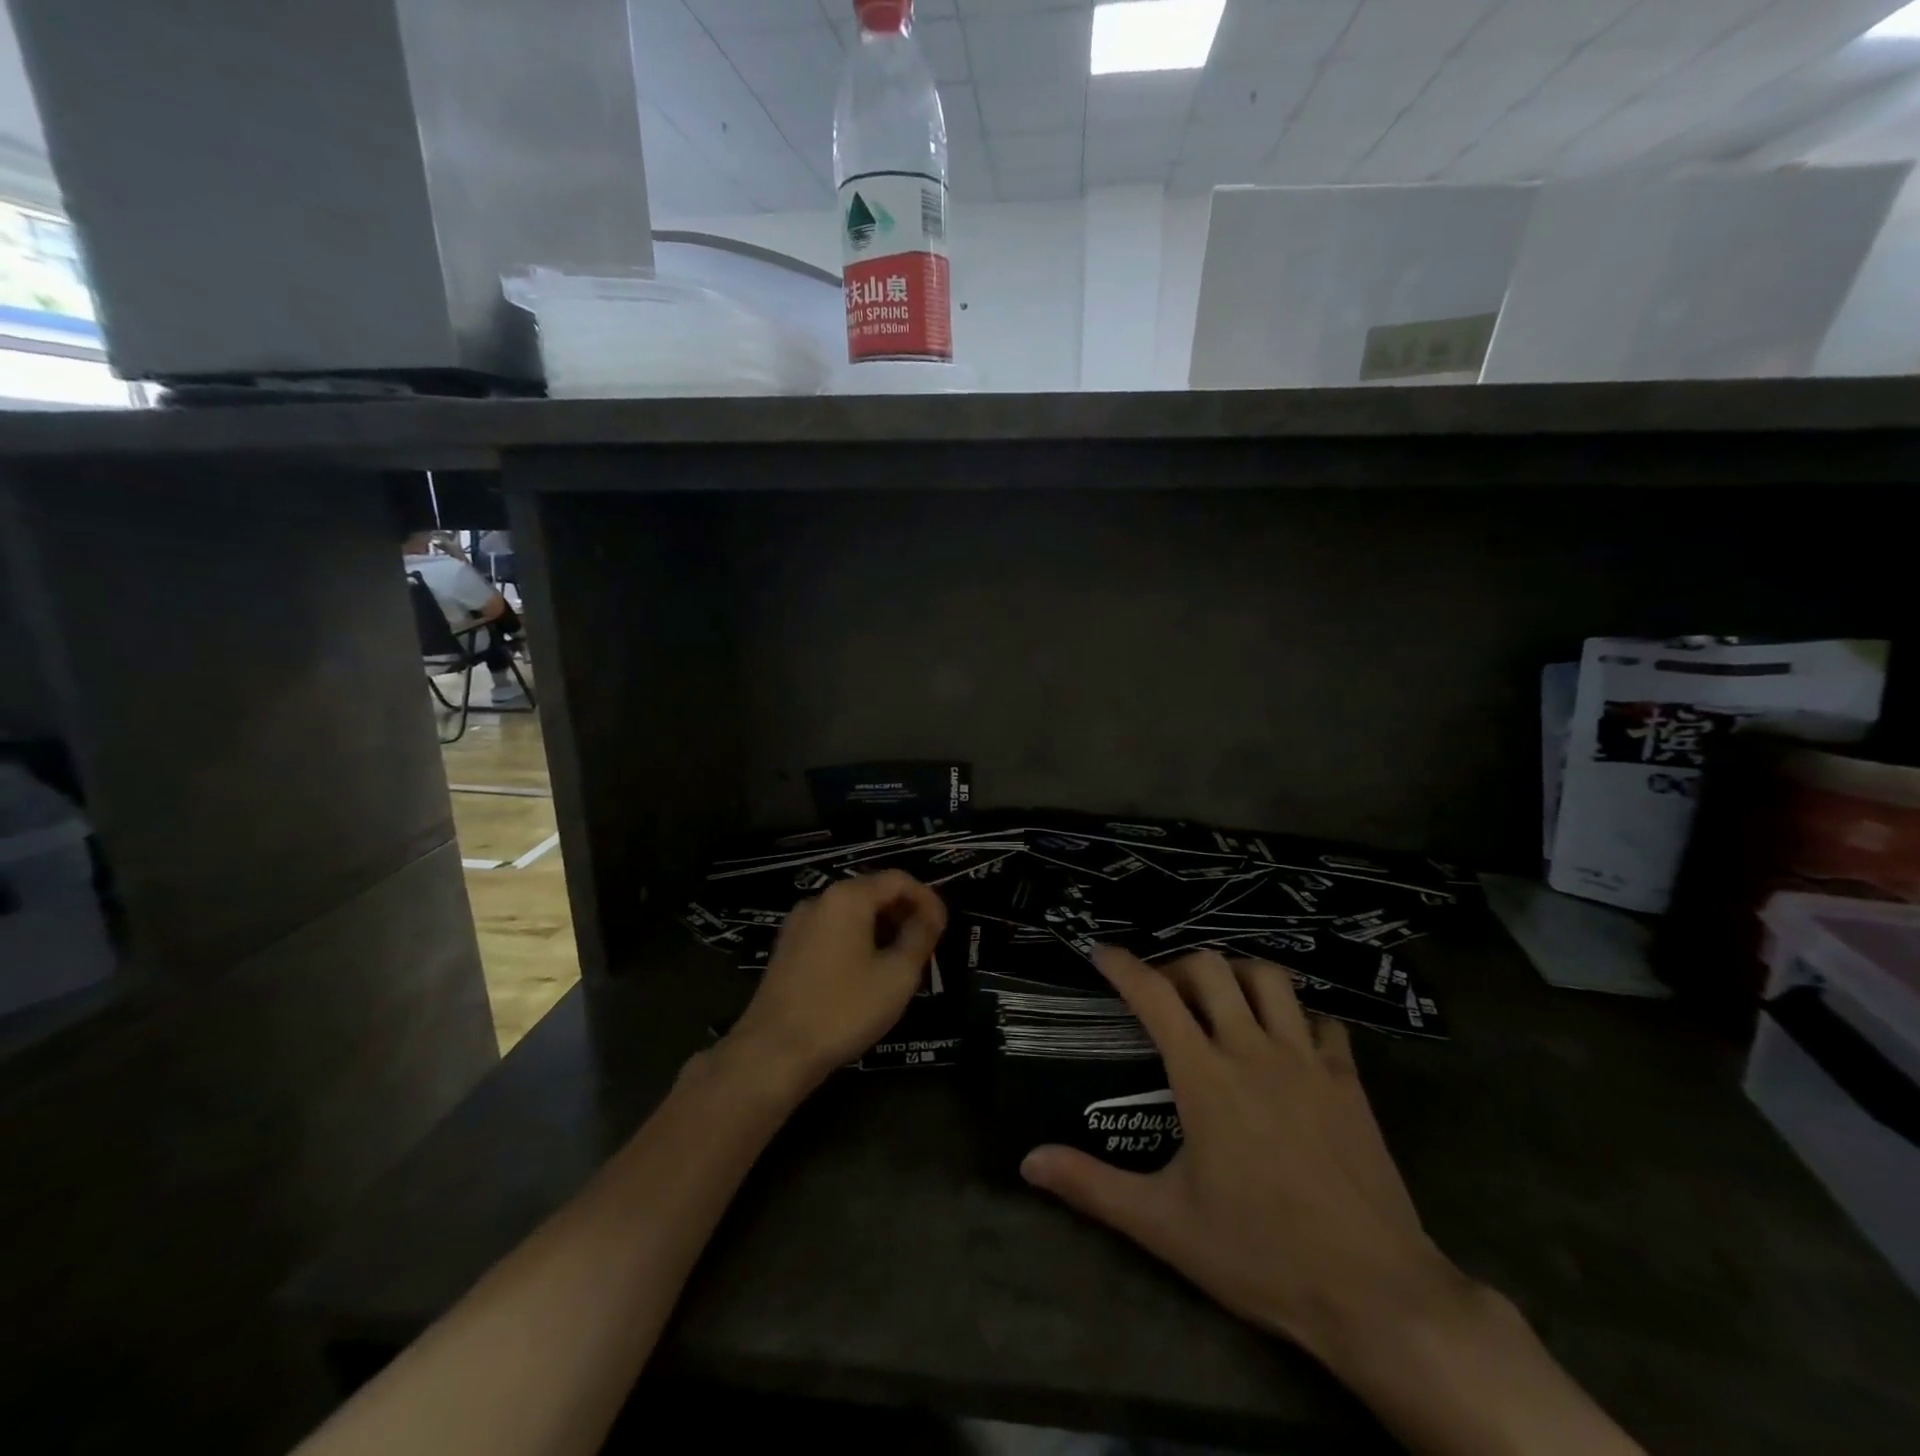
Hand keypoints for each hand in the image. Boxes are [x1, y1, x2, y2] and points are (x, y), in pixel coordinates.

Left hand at [724, 871, 947, 1092]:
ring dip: (882, 928)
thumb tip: (931, 916)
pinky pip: (833, 930)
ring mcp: (799, 924)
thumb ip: (920, 937)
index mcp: (848, 897)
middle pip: (873, 891)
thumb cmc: (844, 1010)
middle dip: (904, 912)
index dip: (927, 899)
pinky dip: (858, 940)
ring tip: (902, 960)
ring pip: (852, 912)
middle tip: (926, 944)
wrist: (774, 1052)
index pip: (898, 880)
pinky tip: (868, 971)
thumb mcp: (897, 975)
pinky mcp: (787, 948)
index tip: (943, 928)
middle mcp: (820, 900)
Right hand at [1019, 947, 1468, 1367]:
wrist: (1375, 1293)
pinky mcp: (1349, 1080)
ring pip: (1271, 978)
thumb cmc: (1260, 1254)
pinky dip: (1298, 1017)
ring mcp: (1307, 1060)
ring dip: (1238, 976)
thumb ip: (1092, 1186)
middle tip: (1164, 991)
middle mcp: (1254, 1051)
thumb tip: (1028, 1162)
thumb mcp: (1164, 1224)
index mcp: (1205, 1076)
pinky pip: (1322, 1022)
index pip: (1155, 996)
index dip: (1123, 966)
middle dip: (1178, 964)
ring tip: (1222, 1001)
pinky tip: (1287, 1042)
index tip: (1101, 951)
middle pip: (1212, 968)